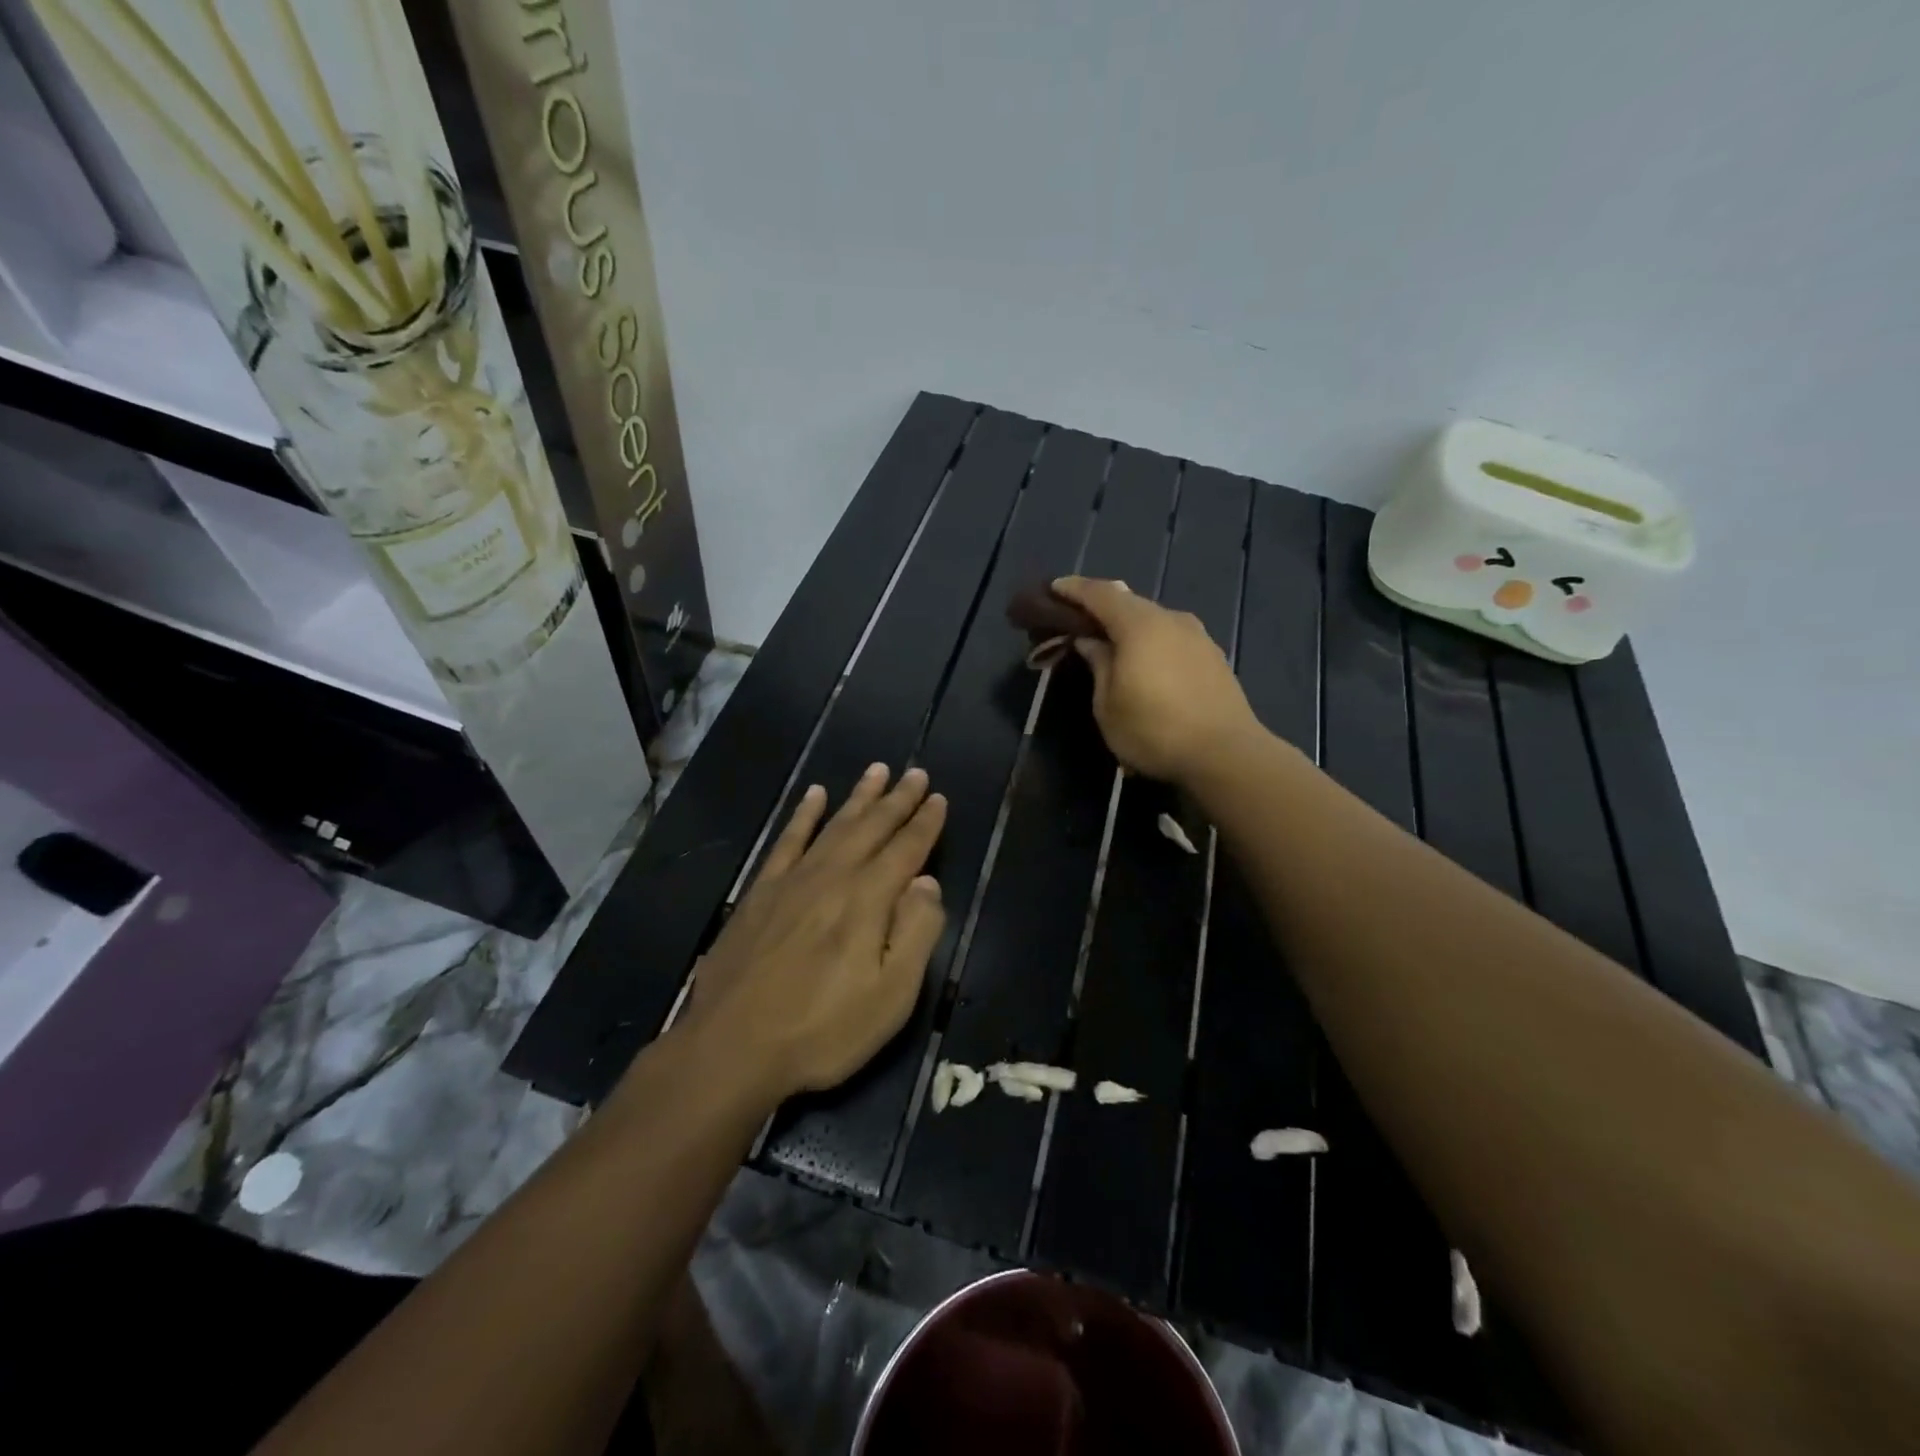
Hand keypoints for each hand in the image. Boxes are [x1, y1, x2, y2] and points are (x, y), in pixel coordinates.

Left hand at [684, 765, 947, 1099]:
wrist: (731, 1047)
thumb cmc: (823, 1029)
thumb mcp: (891, 995)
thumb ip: (915, 932)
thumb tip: (926, 882)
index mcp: (868, 900)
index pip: (906, 850)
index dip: (925, 824)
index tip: (938, 797)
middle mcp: (832, 877)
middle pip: (872, 828)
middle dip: (898, 800)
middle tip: (916, 773)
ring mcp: (792, 881)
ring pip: (834, 825)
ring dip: (858, 797)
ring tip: (877, 769)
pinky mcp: (760, 893)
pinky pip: (787, 841)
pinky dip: (802, 815)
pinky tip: (813, 796)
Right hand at [1051, 576, 1258, 783]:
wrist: (1226, 755)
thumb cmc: (1154, 731)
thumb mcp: (1108, 705)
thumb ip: (1098, 665)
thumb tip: (1090, 641)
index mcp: (1140, 625)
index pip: (1100, 594)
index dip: (1074, 590)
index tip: (1054, 588)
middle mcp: (1172, 620)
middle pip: (1129, 603)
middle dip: (1101, 608)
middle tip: (1078, 620)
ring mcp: (1198, 637)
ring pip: (1154, 621)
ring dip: (1129, 628)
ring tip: (1111, 645)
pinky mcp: (1213, 657)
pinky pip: (1172, 638)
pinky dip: (1151, 643)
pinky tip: (1145, 663)